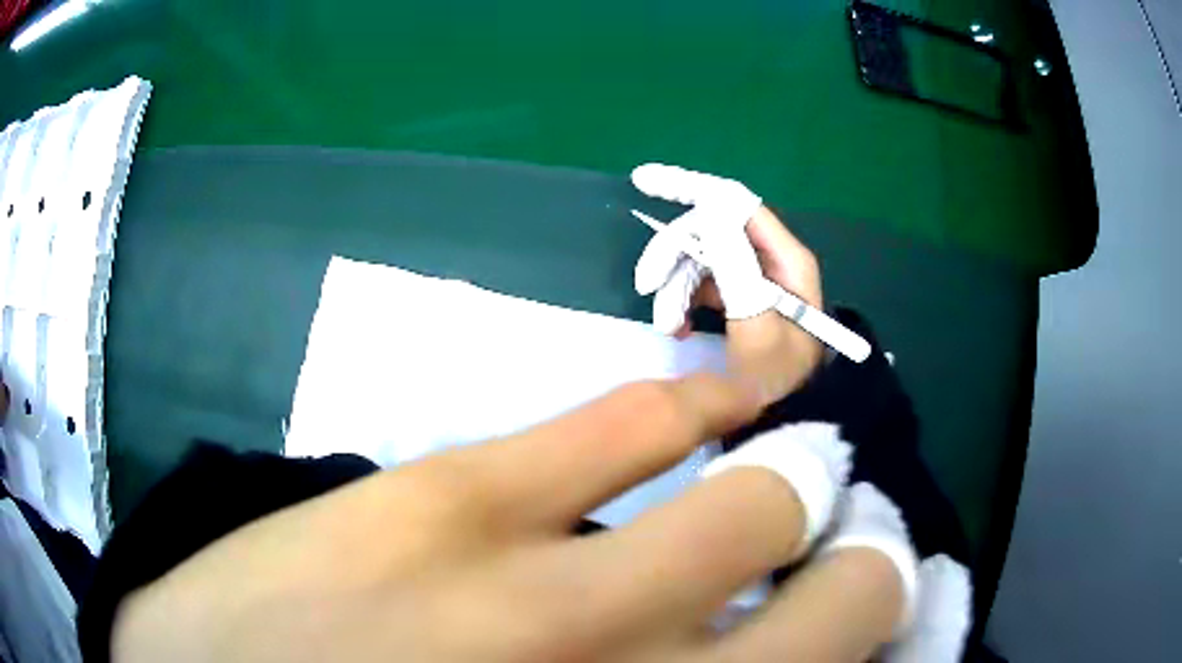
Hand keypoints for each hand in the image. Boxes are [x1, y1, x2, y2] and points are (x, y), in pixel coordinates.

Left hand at [111, 375, 901, 662]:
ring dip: (800, 493)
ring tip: (812, 480)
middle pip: (832, 600)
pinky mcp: (440, 501)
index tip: (878, 610)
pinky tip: (734, 394)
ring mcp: (530, 592)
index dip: (871, 629)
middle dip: (862, 573)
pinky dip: (703, 402)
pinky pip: (623, 425)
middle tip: (858, 554)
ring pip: (751, 509)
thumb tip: (750, 652)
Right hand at [632, 164, 823, 404]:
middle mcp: (769, 260)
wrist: (767, 418)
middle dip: (676, 257)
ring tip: (670, 325)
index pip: (738, 204)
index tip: (646, 181)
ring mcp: (751, 278)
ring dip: (675, 289)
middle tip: (645, 284)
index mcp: (786, 259)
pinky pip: (700, 284)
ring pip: (700, 260)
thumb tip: (712, 206)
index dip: (694, 188)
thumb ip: (735, 261)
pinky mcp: (736, 297)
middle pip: (712, 232)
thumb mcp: (755, 319)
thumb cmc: (768, 375)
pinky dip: (682, 303)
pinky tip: (678, 329)